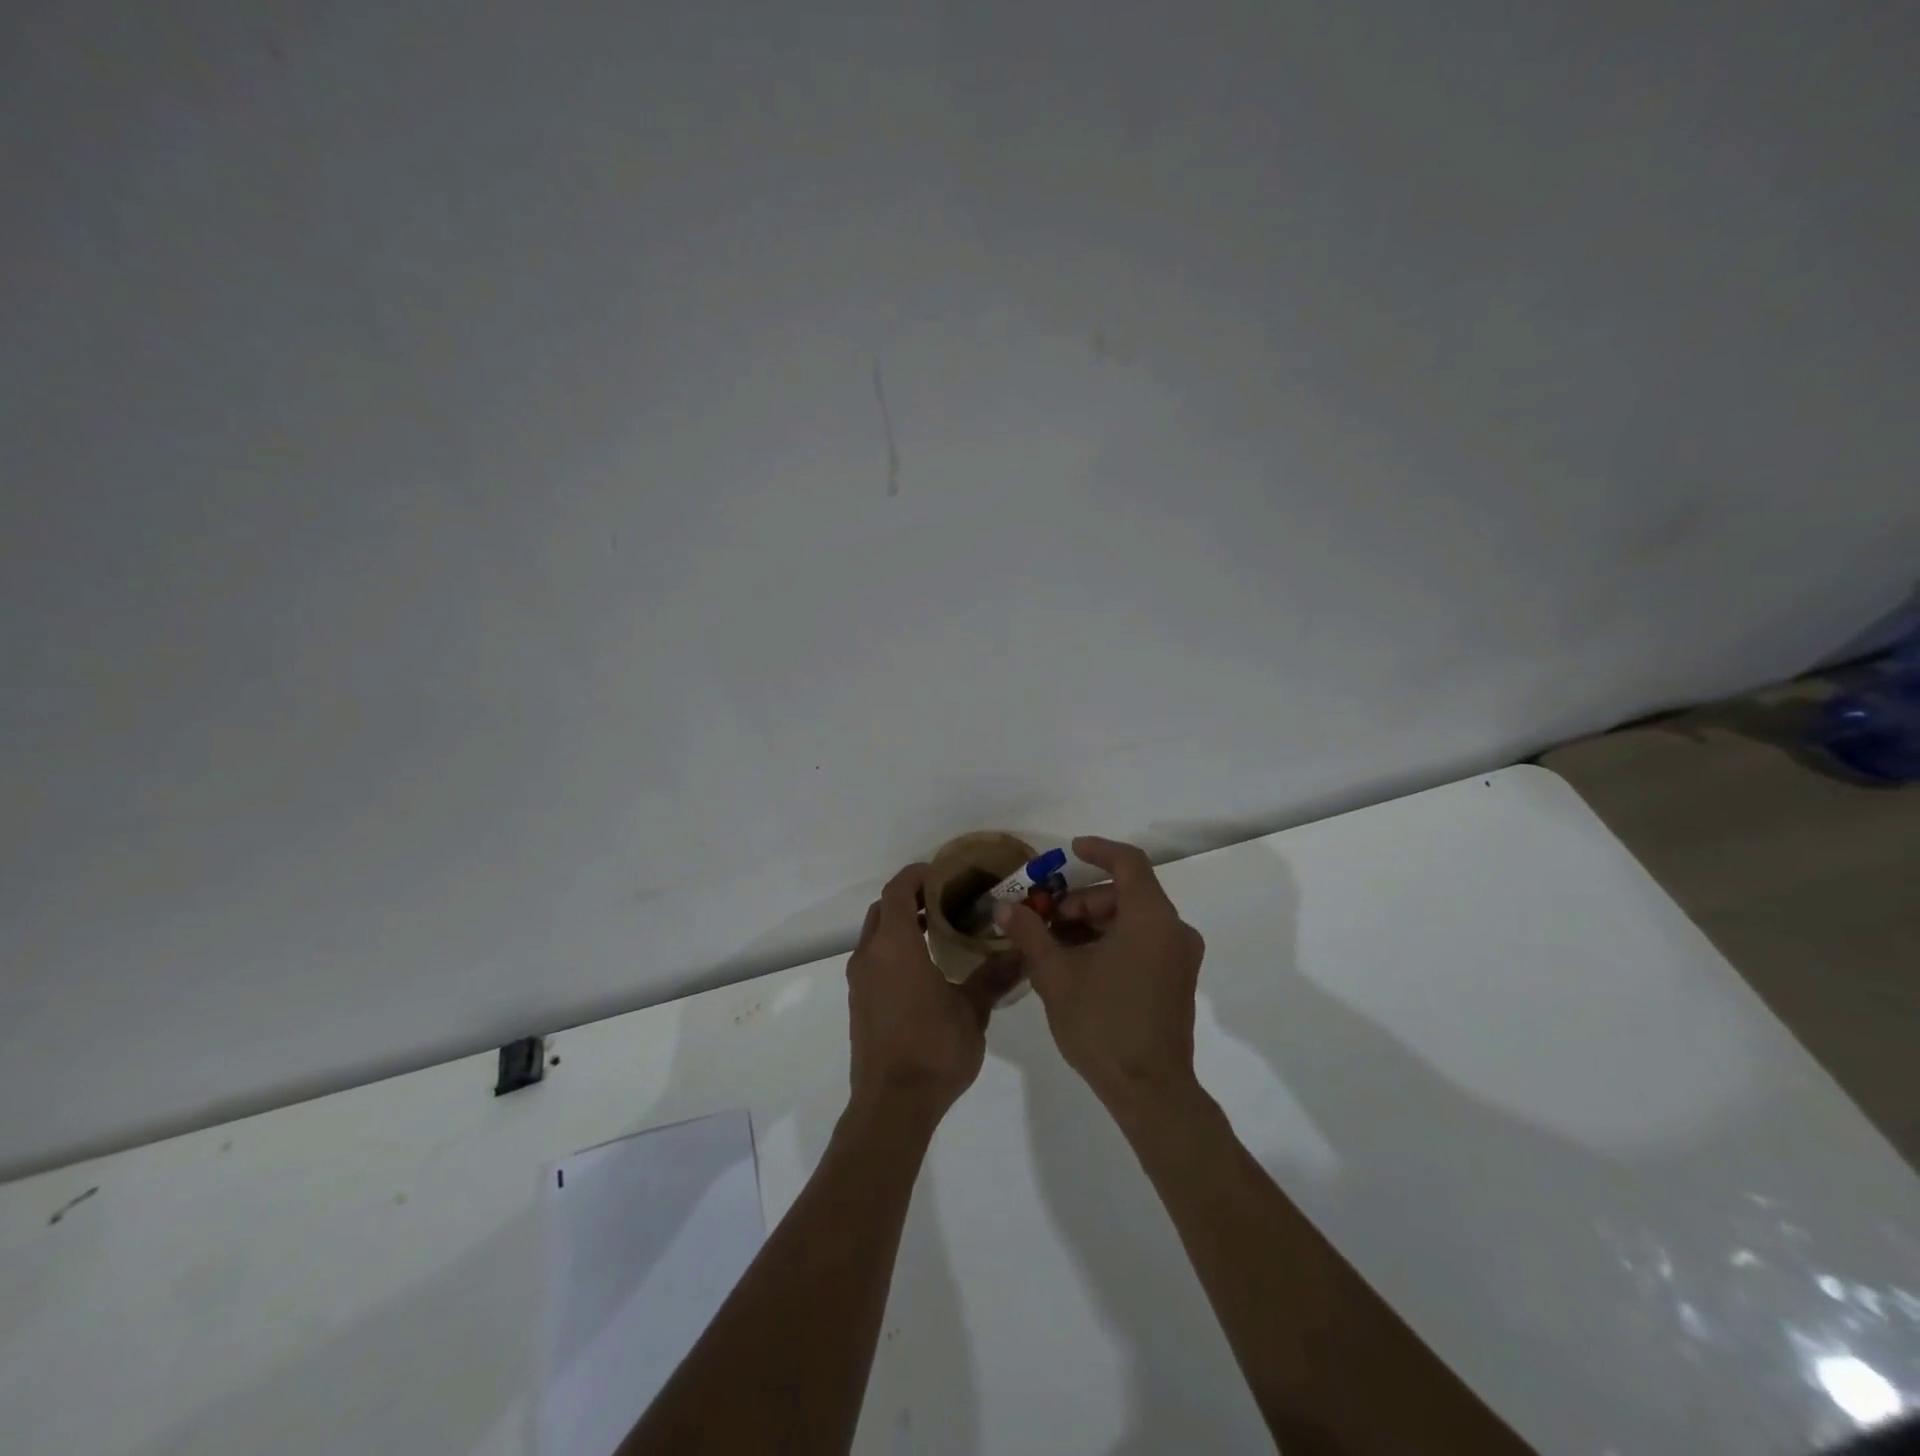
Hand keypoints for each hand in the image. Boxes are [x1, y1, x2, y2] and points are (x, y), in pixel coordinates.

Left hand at [847, 862, 1025, 1119]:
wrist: (891, 1105)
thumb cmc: (933, 1049)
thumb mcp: (972, 1010)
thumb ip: (994, 977)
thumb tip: (1022, 952)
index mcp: (895, 946)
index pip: (897, 891)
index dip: (916, 875)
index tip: (941, 873)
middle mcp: (870, 955)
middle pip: (882, 910)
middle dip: (909, 899)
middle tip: (944, 901)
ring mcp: (859, 981)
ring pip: (874, 935)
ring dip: (899, 925)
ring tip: (938, 932)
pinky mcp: (858, 1003)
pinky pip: (872, 960)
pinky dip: (892, 950)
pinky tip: (922, 969)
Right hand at [994, 836, 1204, 1108]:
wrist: (1149, 1090)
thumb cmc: (1102, 1024)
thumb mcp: (1056, 974)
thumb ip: (1029, 933)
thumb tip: (1003, 907)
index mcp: (1150, 918)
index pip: (1128, 862)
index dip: (1098, 850)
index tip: (1069, 851)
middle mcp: (1173, 929)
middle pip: (1126, 893)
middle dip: (1083, 899)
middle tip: (1047, 918)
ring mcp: (1179, 956)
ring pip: (1134, 918)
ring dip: (1094, 922)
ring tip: (1055, 943)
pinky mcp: (1177, 979)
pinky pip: (1143, 940)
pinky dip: (1112, 939)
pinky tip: (1078, 962)